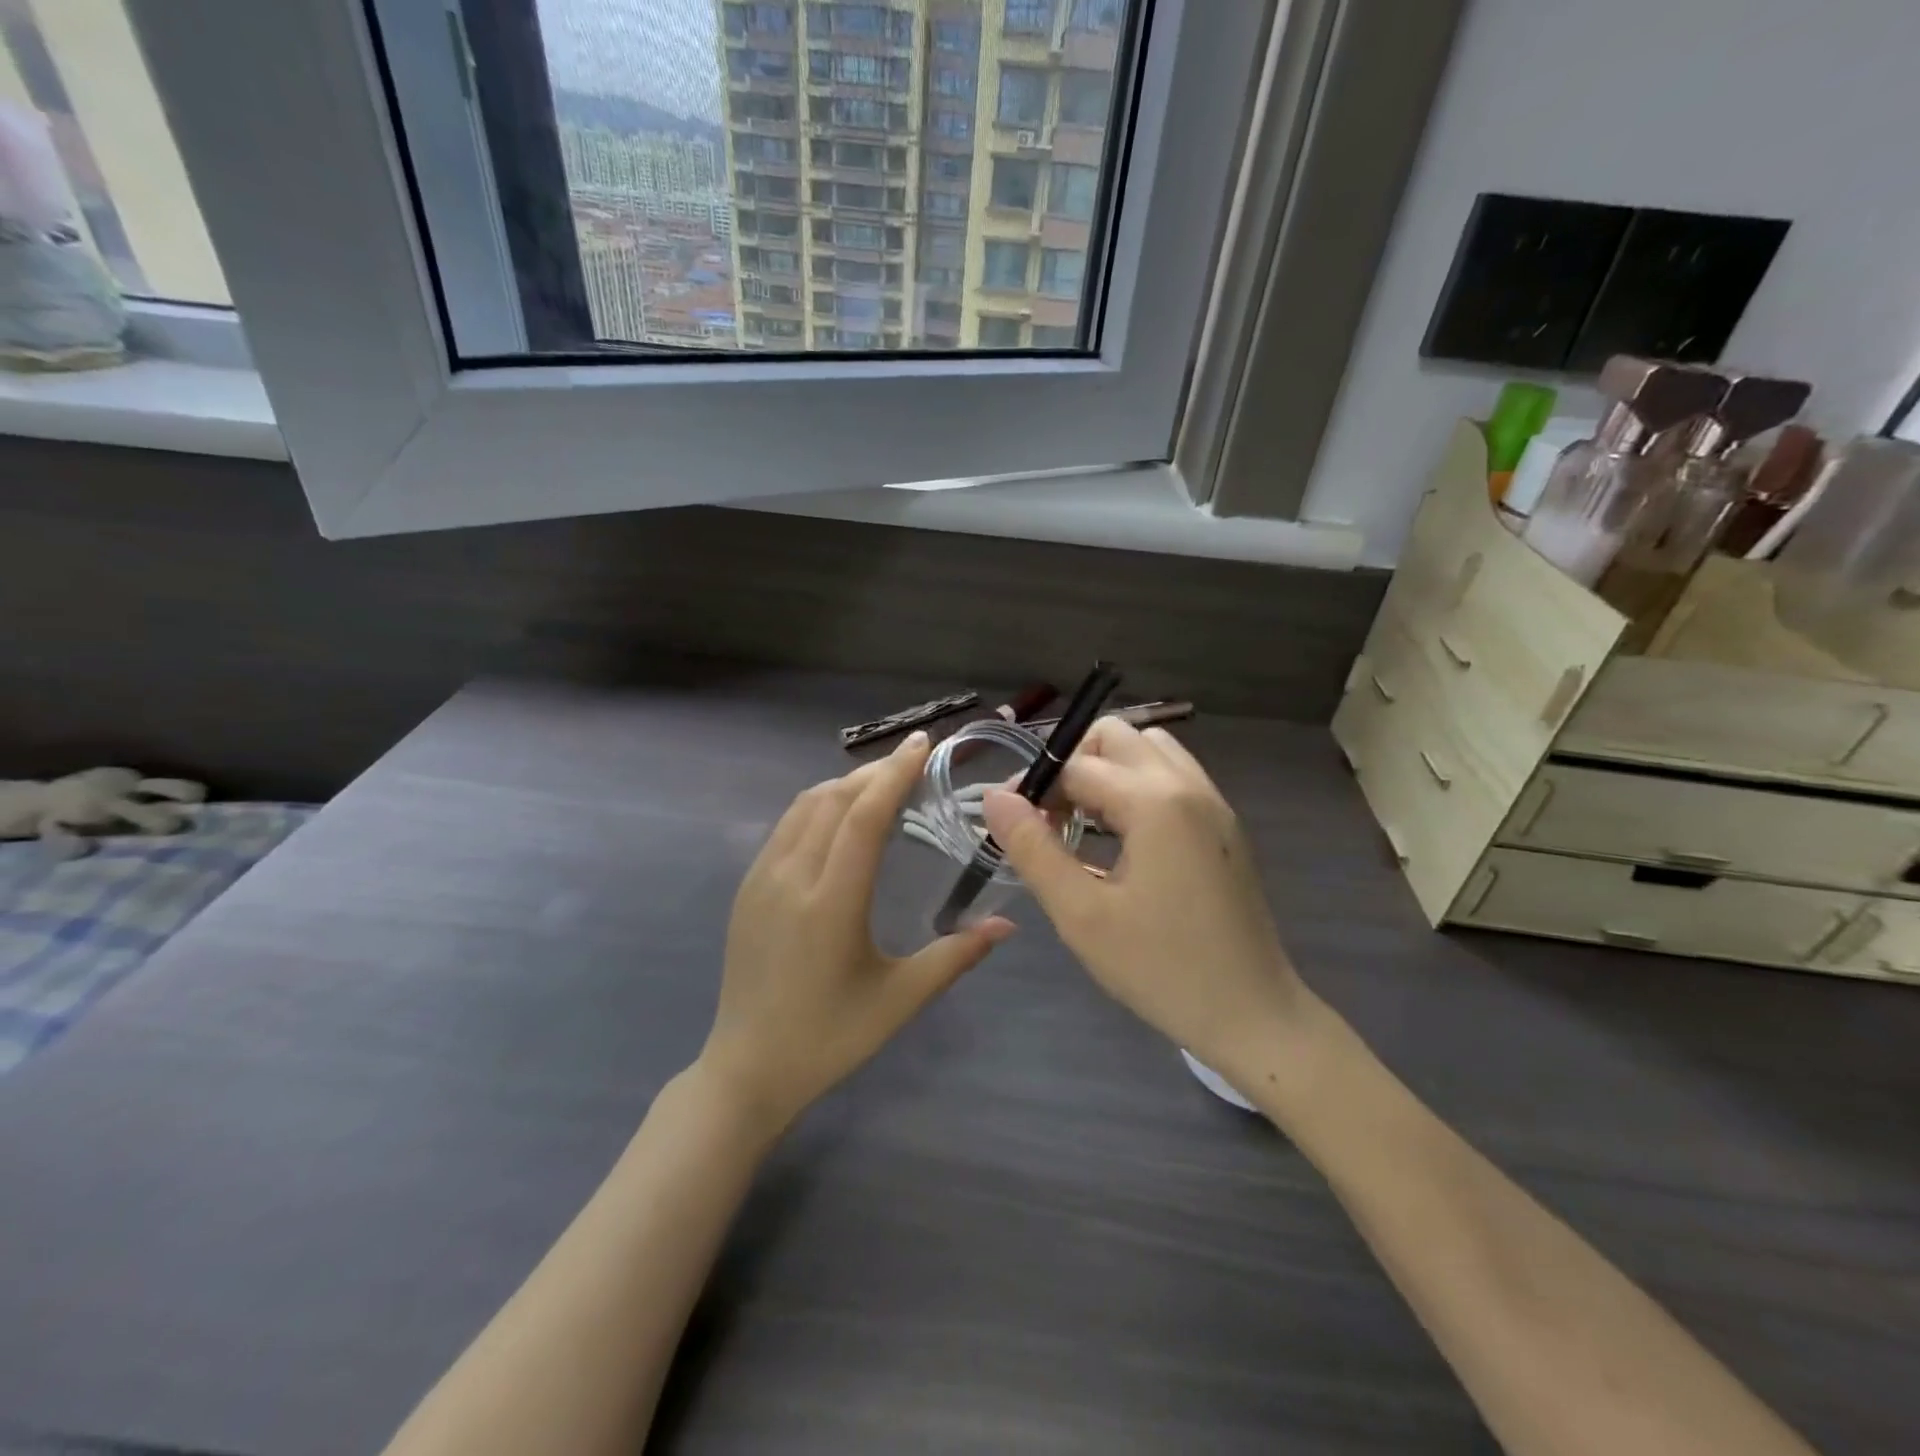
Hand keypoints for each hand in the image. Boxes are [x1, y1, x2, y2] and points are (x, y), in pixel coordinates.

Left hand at [700, 731, 1011, 1133]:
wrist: (747, 1069)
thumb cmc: (829, 1038)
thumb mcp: (900, 999)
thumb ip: (956, 956)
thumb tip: (1008, 926)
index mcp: (830, 901)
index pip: (863, 816)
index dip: (894, 774)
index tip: (922, 744)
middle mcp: (791, 877)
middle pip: (834, 799)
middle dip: (875, 772)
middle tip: (914, 762)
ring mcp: (761, 879)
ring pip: (805, 806)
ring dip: (845, 785)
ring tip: (882, 785)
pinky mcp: (748, 888)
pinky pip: (787, 827)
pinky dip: (820, 806)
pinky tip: (842, 820)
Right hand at [982, 720, 1308, 1082]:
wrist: (1253, 1014)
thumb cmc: (1160, 968)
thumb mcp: (1081, 914)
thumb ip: (1033, 849)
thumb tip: (995, 798)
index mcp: (1155, 802)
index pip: (1076, 765)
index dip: (1035, 787)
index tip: (1012, 825)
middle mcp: (1188, 785)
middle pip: (1116, 736)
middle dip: (1074, 765)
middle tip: (1052, 819)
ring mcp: (1213, 802)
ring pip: (1149, 749)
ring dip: (1109, 771)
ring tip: (1087, 824)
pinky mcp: (1224, 824)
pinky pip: (1173, 776)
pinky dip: (1139, 786)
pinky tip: (1125, 839)